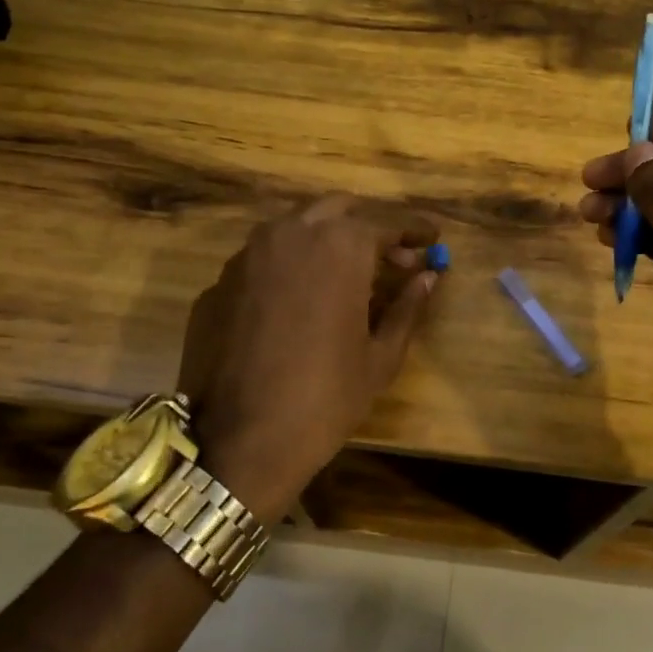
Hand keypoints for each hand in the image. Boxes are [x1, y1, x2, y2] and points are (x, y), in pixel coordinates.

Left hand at [175, 195, 440, 520]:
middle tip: (393, 256)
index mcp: (338, 247)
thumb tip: (428, 277)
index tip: (433, 236)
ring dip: (326, 239)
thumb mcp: (380, 356)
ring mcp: (246, 256)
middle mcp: (289, 235)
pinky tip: (300, 302)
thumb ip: (407, 307)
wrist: (240, 442)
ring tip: (348, 274)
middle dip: (369, 225)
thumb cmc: (326, 398)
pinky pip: (263, 260)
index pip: (385, 222)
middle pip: (337, 209)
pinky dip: (291, 267)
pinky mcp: (219, 283)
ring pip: (294, 228)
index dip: (414, 229)